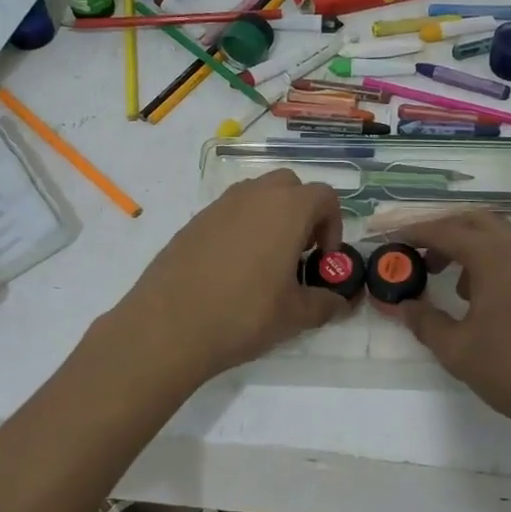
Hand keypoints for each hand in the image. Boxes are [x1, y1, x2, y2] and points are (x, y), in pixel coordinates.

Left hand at [107, 171, 351, 384]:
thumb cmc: (243, 314)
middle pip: (290, 185)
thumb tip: (342, 303)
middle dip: (302, 212)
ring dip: (270, 216)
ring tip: (265, 260)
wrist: (168, 325)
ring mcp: (220, 205)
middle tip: (298, 251)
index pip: (324, 196)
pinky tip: (231, 268)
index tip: (322, 259)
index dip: (333, 225)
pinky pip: (229, 211)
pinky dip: (241, 227)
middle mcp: (254, 195)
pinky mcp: (194, 220)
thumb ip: (326, 303)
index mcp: (287, 209)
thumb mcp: (294, 315)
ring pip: (257, 194)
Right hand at [380, 212, 510, 449]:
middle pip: (472, 221)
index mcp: (495, 254)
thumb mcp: (458, 349)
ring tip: (442, 273)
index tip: (388, 236)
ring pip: (496, 234)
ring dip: (466, 244)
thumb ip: (424, 321)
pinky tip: (477, 293)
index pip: (445, 230)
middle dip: (441, 231)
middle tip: (414, 250)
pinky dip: (489, 258)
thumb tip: (398, 306)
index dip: (412, 232)